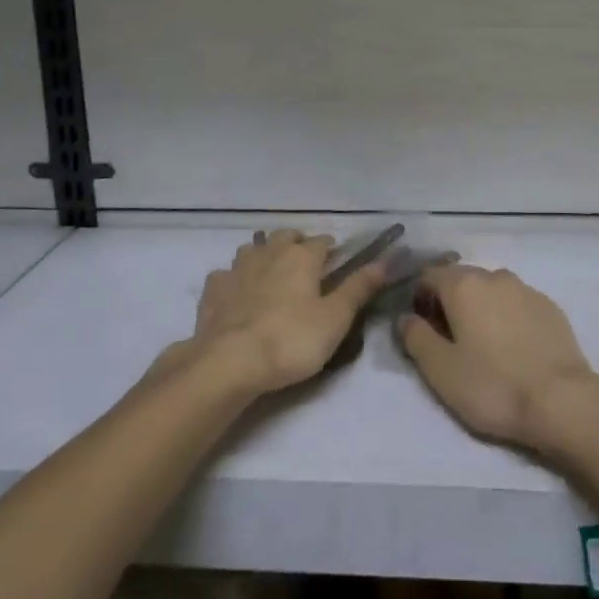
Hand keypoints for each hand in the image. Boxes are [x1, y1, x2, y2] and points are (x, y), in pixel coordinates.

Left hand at [188, 230, 386, 394]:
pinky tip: (237, 294)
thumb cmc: (291, 340)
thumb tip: (385, 261)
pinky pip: (226, 274)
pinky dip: (234, 279)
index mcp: (302, 257)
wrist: (230, 362)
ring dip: (264, 255)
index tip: (337, 262)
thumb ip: (359, 288)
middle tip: (305, 266)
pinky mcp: (213, 290)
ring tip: (271, 275)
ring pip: (253, 249)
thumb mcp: (336, 318)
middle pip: (285, 237)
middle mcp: (269, 253)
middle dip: (296, 244)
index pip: (322, 241)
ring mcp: (237, 268)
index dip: (331, 250)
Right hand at [398, 264, 598, 454]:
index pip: (428, 275)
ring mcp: (526, 289)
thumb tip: (405, 318)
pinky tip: (513, 349)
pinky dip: (507, 317)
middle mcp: (494, 276)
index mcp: (463, 285)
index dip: (419, 299)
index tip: (422, 329)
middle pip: (461, 279)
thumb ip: (416, 338)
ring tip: (483, 346)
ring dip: (480, 308)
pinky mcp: (550, 307)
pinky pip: (517, 303)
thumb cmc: (493, 386)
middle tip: (450, 342)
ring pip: (491, 290)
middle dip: (449, 302)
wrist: (562, 401)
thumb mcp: (441, 370)